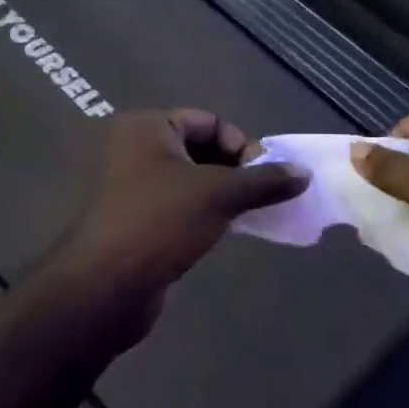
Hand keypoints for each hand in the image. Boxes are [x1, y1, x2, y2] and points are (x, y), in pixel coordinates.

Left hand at [53, 109, 308, 324]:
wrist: (104, 286)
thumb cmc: (160, 222)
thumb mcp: (219, 195)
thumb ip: (264, 181)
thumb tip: (304, 173)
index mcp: (146, 126)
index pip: (209, 121)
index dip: (242, 144)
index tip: (265, 176)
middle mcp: (133, 148)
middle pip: (198, 148)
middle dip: (234, 170)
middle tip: (260, 196)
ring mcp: (128, 185)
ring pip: (188, 179)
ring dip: (220, 193)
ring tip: (246, 215)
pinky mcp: (131, 218)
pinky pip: (175, 204)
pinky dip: (201, 212)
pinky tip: (221, 231)